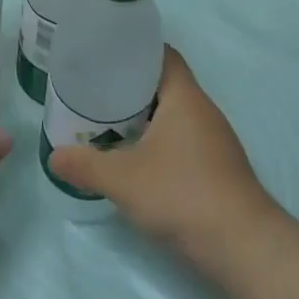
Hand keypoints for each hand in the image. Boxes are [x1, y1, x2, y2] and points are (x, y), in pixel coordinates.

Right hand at [47, 45, 278, 272]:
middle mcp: (204, 111)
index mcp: (185, 97)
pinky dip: (158, 141)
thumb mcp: (123, 180)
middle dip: (131, 86)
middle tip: (96, 90)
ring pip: (174, 115)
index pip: (163, 54)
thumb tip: (53, 156)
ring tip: (109, 122)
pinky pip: (183, 139)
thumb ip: (86, 165)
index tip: (105, 55)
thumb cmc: (183, 195)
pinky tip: (137, 159)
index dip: (136, 50)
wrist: (244, 248)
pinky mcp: (218, 169)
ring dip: (145, 117)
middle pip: (166, 84)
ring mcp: (215, 141)